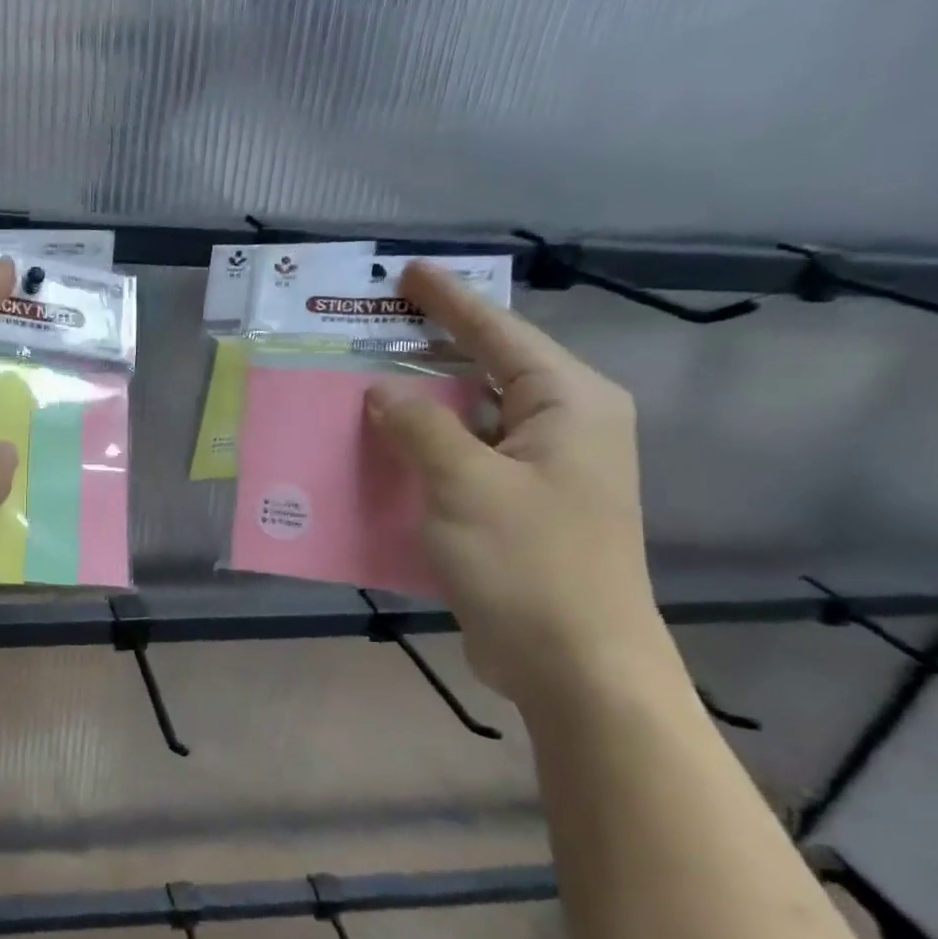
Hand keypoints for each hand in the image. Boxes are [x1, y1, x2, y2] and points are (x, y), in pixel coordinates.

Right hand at [364, 262, 675, 709]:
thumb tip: (381, 391)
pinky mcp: (518, 509)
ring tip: (361, 387)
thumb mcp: (465, 484)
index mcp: (568, 404)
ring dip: (418, 407)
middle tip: (372, 329)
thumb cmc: (529, 563)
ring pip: (470, 419)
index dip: (450, 301)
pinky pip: (462, 461)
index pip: (500, 333)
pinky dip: (422, 452)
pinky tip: (378, 452)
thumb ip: (420, 427)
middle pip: (486, 371)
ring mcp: (541, 472)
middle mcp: (562, 428)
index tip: (407, 272)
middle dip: (428, 351)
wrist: (576, 665)